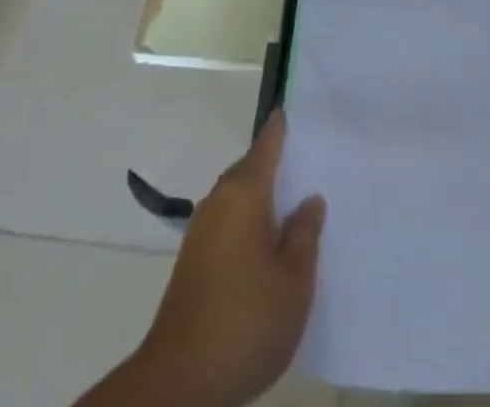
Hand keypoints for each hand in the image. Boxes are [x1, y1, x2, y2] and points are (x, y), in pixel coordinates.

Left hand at [118, 112, 325, 406]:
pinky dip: (250, 224)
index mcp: (244, 193)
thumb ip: (304, 235)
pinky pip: (229, 224)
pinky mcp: (192, 263)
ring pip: (239, 198)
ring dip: (264, 199)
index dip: (283, 126)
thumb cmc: (244, 322)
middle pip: (252, 168)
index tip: (301, 109)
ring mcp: (201, 233)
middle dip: (278, 165)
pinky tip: (269, 248)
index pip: (268, 143)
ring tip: (297, 209)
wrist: (177, 386)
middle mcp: (219, 201)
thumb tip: (308, 200)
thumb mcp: (294, 281)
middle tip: (313, 165)